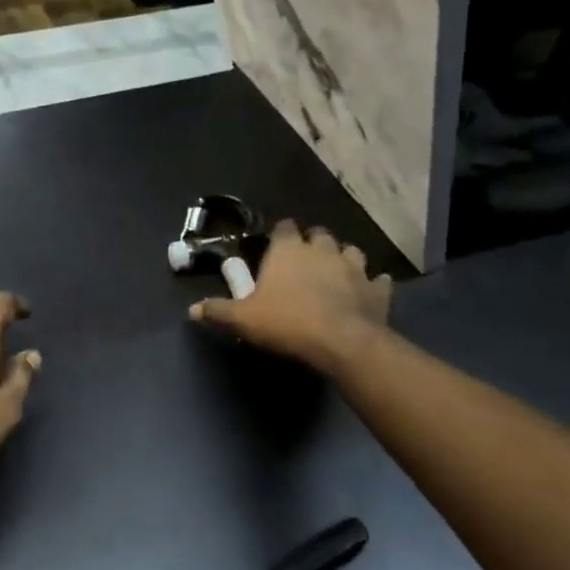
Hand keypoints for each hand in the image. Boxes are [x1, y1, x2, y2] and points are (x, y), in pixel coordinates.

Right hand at [189, 222, 391, 374]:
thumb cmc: (287, 322)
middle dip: (313, 243)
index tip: (276, 245)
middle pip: (319, 234)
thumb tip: (191, 310)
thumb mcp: (243, 319)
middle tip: (304, 260)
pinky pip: (378, 281)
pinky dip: (373, 284)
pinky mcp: (378, 290)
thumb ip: (218, 311)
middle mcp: (322, 250)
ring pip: (351, 251)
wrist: (343, 342)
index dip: (281, 234)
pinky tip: (368, 291)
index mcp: (288, 250)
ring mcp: (354, 268)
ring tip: (336, 272)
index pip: (284, 227)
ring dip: (343, 259)